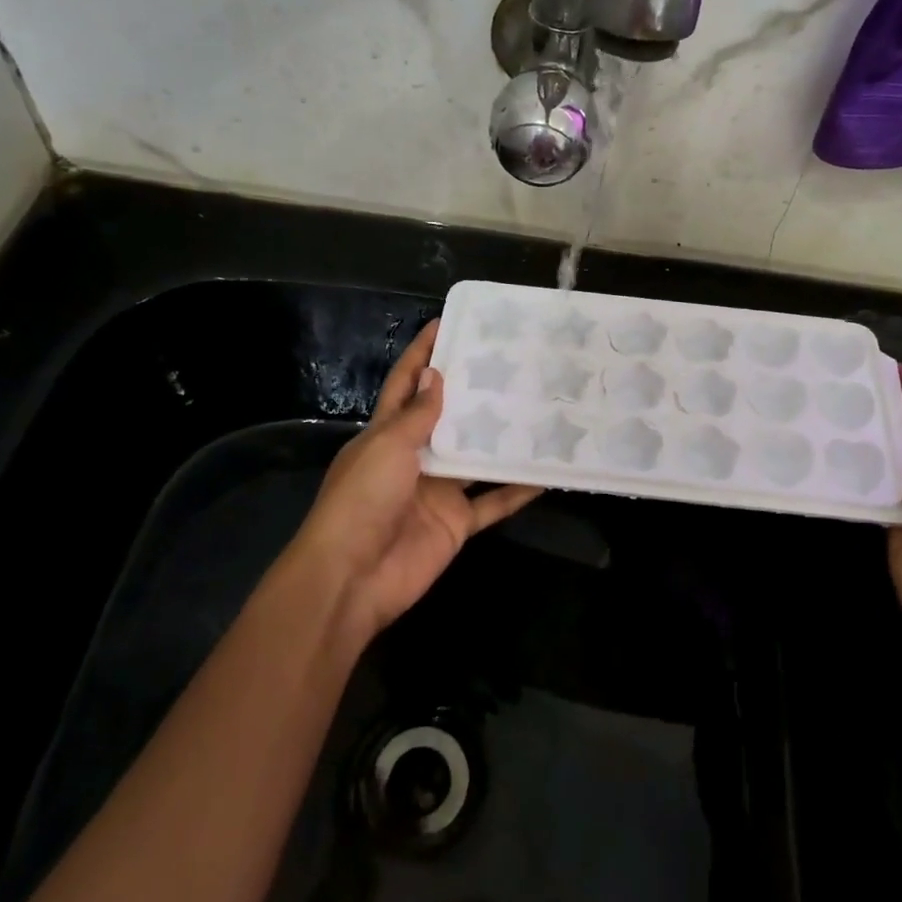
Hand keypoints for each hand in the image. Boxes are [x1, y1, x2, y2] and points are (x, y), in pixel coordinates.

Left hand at [291, 320, 540, 637]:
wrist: (353, 578)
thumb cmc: (362, 500)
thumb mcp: (387, 447)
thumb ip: (418, 414)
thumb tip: (437, 374)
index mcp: (387, 433)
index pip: (406, 384)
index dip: (422, 353)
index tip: (447, 324)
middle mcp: (415, 457)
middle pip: (448, 417)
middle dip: (473, 392)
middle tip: (511, 363)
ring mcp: (438, 490)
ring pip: (476, 457)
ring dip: (502, 438)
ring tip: (538, 407)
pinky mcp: (457, 522)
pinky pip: (494, 502)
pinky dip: (518, 490)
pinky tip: (547, 472)